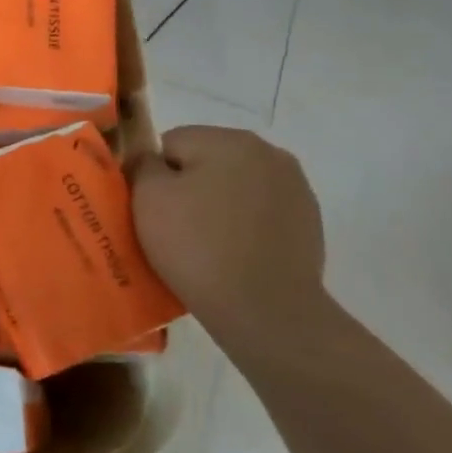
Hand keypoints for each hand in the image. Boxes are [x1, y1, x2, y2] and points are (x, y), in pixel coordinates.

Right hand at [131, 126, 327, 348]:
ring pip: (234, 186)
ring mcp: (295, 188)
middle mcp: (269, 153)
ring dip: (218, 204)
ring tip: (207, 244)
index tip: (154, 210)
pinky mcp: (309, 223)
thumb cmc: (198, 246)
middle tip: (176, 228)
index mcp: (230, 139)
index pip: (171, 143)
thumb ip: (143, 163)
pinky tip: (235, 254)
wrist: (266, 312)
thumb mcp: (148, 197)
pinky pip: (259, 212)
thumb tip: (151, 161)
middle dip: (189, 187)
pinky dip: (244, 225)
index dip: (155, 176)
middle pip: (206, 161)